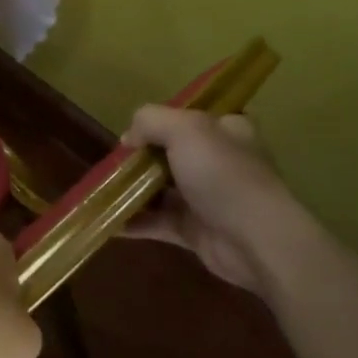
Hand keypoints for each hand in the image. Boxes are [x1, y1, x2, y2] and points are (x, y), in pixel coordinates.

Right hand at [120, 108, 294, 294]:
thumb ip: (150, 121)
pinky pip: (159, 222)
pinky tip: (108, 221)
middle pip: (172, 152)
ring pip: (162, 189)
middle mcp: (219, 161)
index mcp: (226, 130)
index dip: (161, 121)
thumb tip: (129, 138)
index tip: (134, 131)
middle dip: (141, 157)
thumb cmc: (223, 174)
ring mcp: (208, 198)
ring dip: (133, 190)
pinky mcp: (196, 231)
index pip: (192, 117)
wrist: (255, 240)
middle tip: (113, 162)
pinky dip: (135, 221)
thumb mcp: (184, 128)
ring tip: (102, 190)